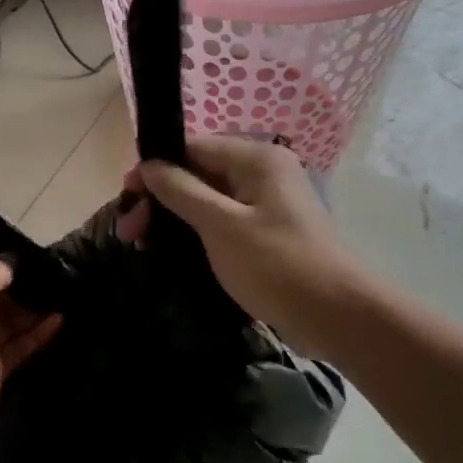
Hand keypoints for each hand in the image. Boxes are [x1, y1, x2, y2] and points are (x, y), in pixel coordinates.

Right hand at [127, 137, 358, 346]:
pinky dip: (196, 233)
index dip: (156, 168)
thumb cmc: (276, 263)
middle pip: (198, 174)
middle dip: (161, 199)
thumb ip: (181, 191)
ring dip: (174, 218)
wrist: (335, 314)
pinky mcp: (267, 232)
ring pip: (208, 200)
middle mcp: (262, 173)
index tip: (127, 195)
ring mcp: (266, 204)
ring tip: (142, 245)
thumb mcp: (221, 225)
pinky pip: (223, 221)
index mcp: (256, 160)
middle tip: (129, 232)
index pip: (193, 147)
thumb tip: (149, 165)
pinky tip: (172, 252)